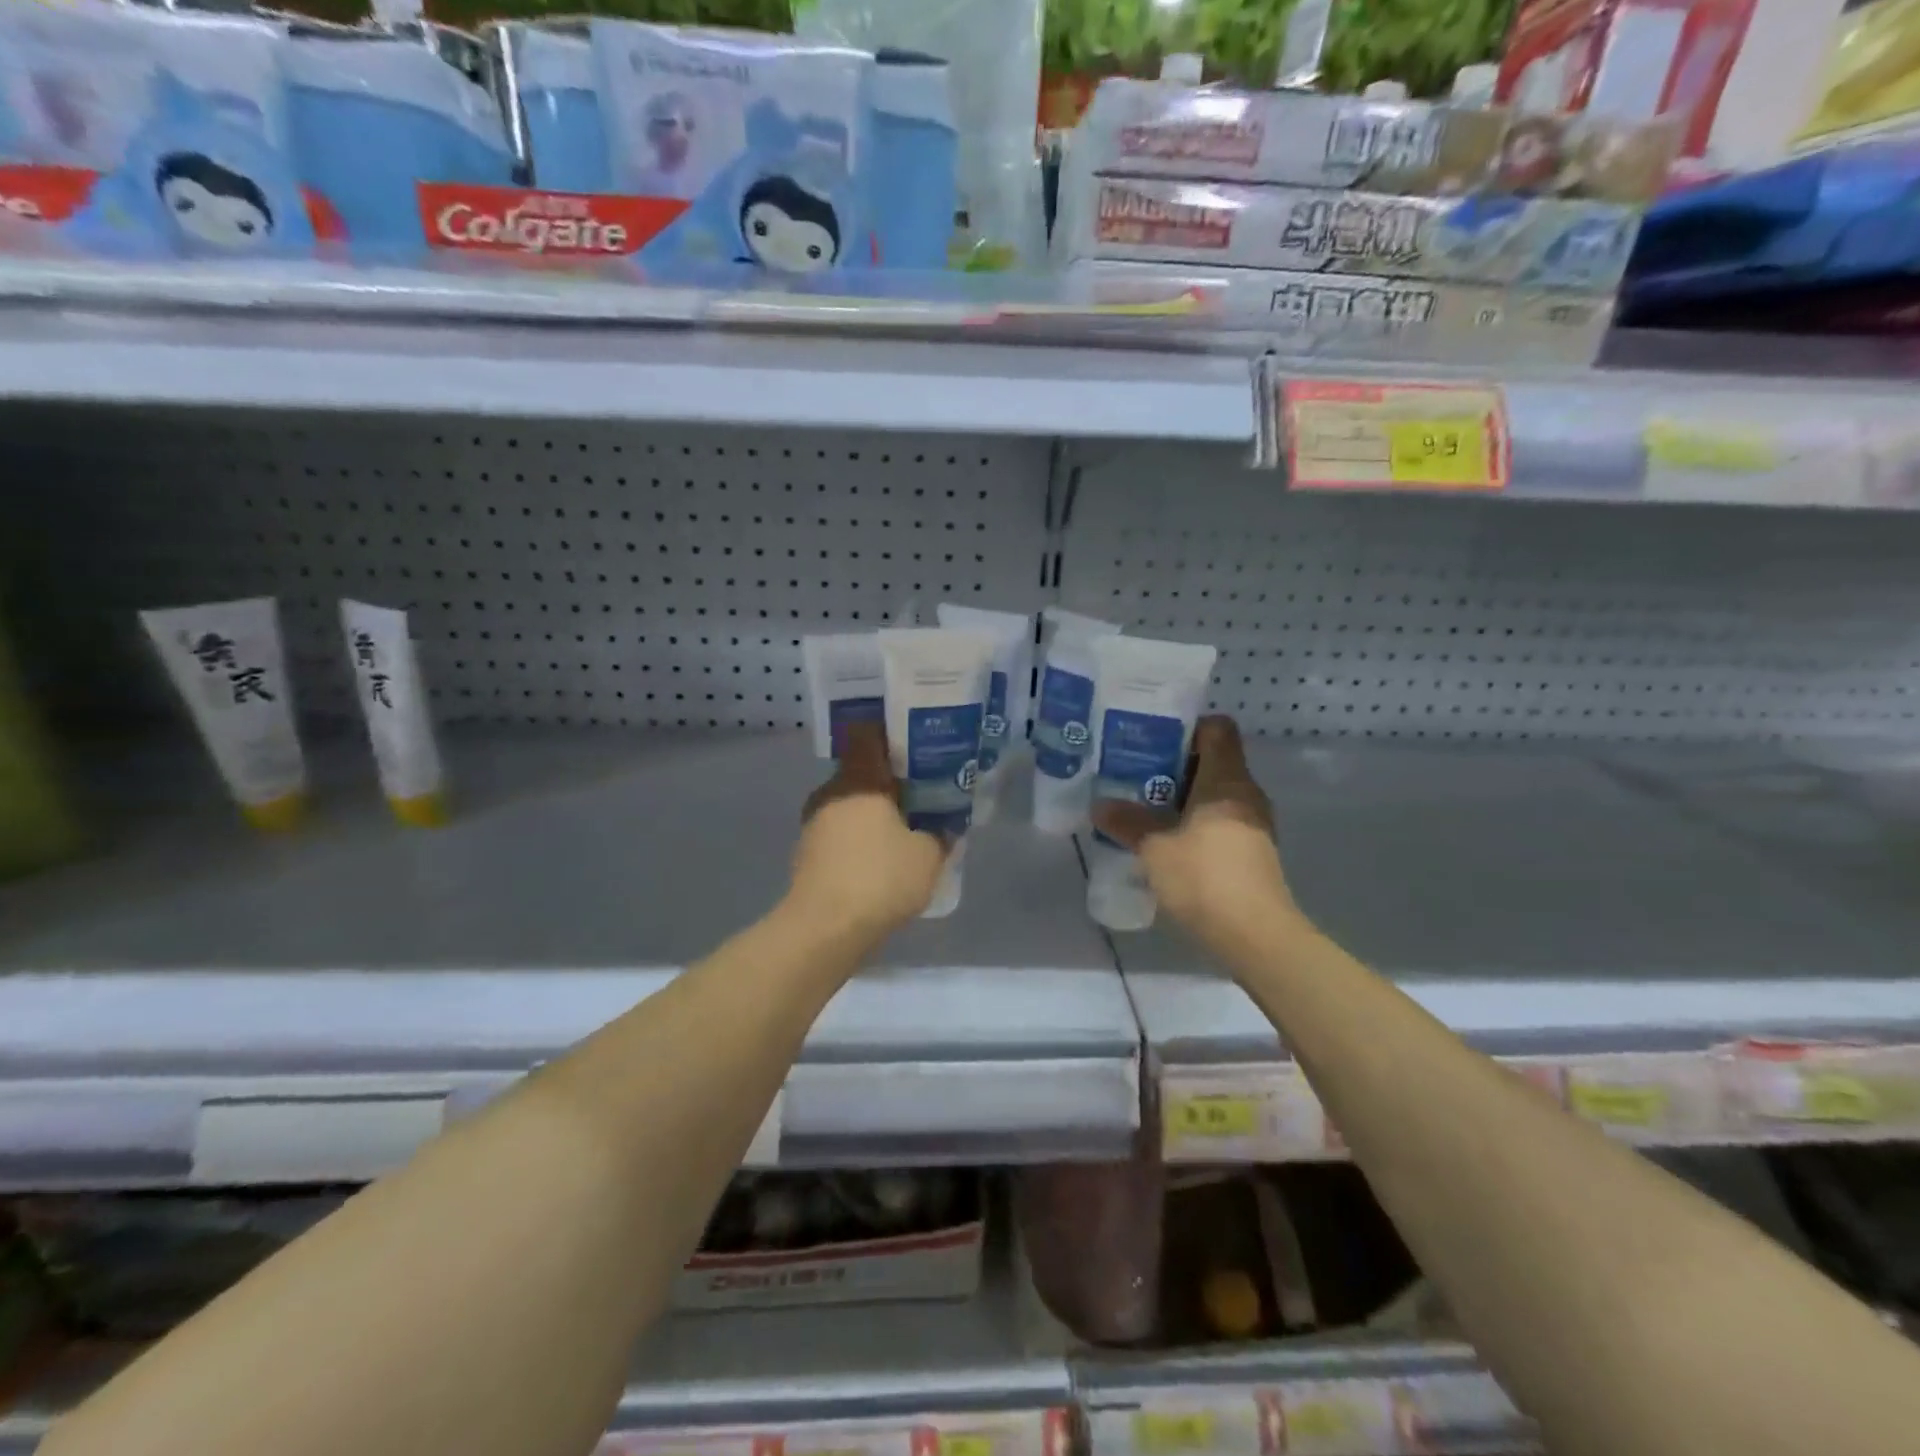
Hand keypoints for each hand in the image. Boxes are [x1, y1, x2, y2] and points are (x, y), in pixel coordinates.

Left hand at [790, 721, 945, 938]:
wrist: (825, 930)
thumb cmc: (880, 878)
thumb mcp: (928, 855)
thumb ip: (940, 833)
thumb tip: (945, 826)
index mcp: (859, 779)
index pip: (868, 736)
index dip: (890, 734)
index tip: (915, 743)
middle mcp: (831, 792)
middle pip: (862, 774)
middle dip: (890, 783)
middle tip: (921, 795)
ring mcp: (814, 824)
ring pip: (851, 806)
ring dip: (874, 815)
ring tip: (905, 832)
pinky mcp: (807, 854)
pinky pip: (840, 834)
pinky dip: (859, 840)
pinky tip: (880, 862)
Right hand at [1092, 715, 1297, 943]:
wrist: (1256, 936)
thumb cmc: (1205, 877)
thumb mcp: (1154, 848)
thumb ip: (1127, 822)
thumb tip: (1099, 805)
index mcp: (1227, 779)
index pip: (1217, 728)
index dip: (1187, 727)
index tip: (1152, 738)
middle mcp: (1246, 794)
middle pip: (1212, 761)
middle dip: (1173, 766)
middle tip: (1134, 774)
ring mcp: (1253, 825)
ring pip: (1214, 795)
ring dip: (1181, 798)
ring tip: (1143, 807)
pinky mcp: (1252, 854)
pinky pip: (1219, 822)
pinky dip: (1194, 824)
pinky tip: (1166, 841)